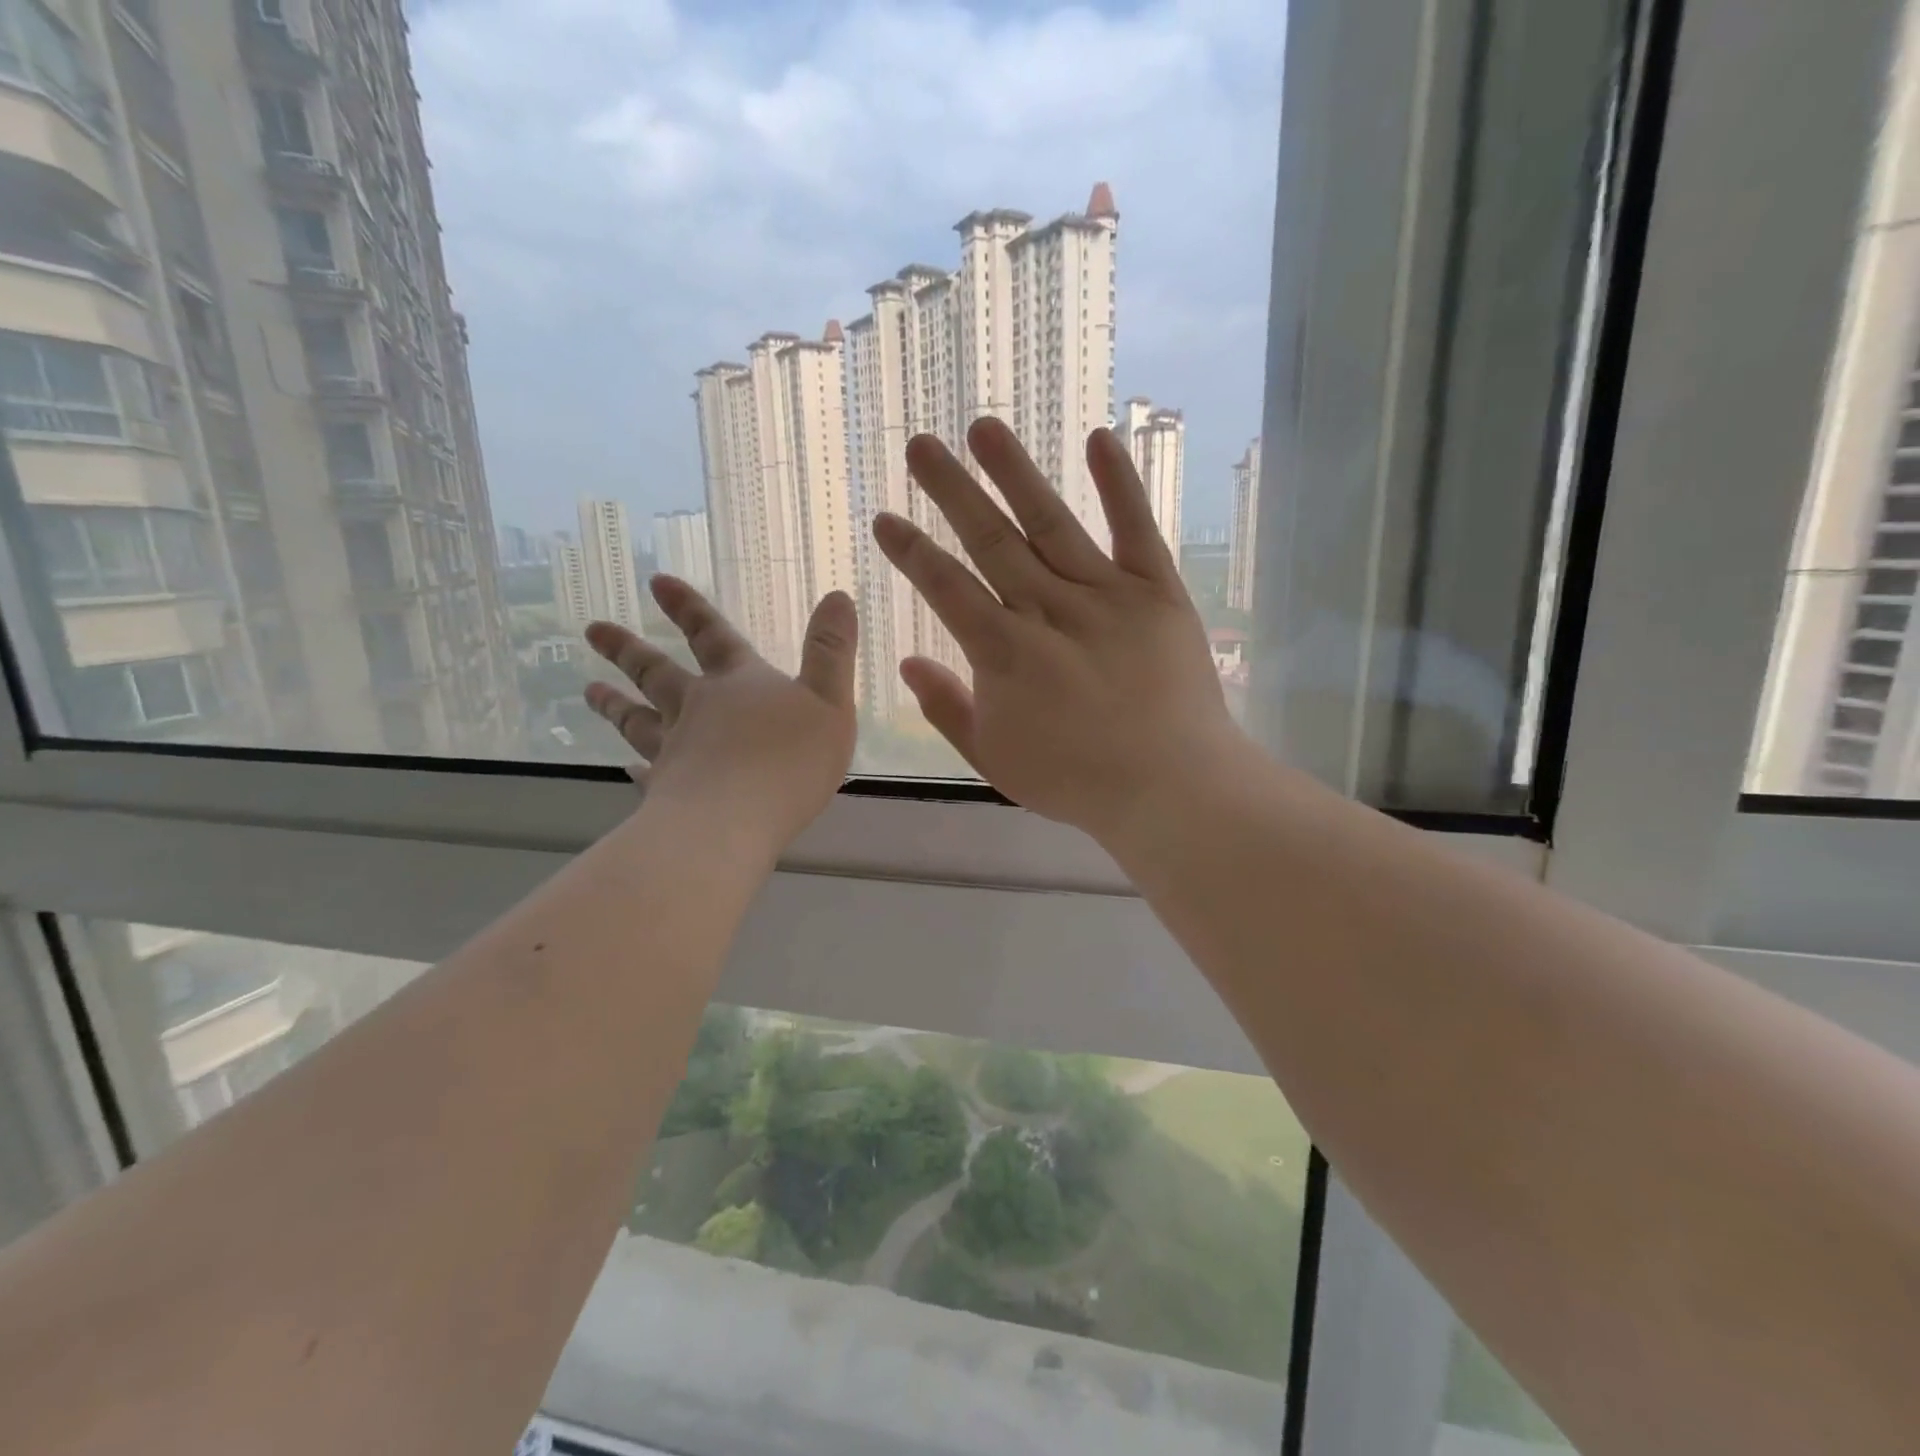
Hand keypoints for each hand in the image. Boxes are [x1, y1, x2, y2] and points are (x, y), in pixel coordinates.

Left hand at [583, 576, 857, 847]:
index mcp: (738, 684)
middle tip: (593, 631)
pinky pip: (646, 775)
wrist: (734, 821)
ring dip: (616, 704)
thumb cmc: (789, 760)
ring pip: (638, 720)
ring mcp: (675, 751)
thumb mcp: (830, 701)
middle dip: (628, 650)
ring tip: (588, 691)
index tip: (656, 582)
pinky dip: (634, 769)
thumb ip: (831, 651)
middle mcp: (697, 709)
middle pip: (657, 674)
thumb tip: (838, 596)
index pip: (712, 636)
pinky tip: (624, 769)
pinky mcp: (665, 792)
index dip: (689, 608)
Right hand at [872, 417, 1248, 844]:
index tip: (885, 519)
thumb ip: (948, 708)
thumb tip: (907, 663)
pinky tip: (1099, 437)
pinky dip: (1119, 484)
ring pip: (1051, 522)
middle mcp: (1046, 610)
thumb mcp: (994, 758)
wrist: (1170, 787)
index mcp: (1003, 652)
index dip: (912, 551)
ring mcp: (1104, 595)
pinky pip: (1136, 529)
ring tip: (984, 426)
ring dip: (1015, 472)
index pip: (945, 587)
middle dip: (950, 490)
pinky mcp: (1156, 591)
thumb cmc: (1076, 780)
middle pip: (990, 540)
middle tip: (919, 444)